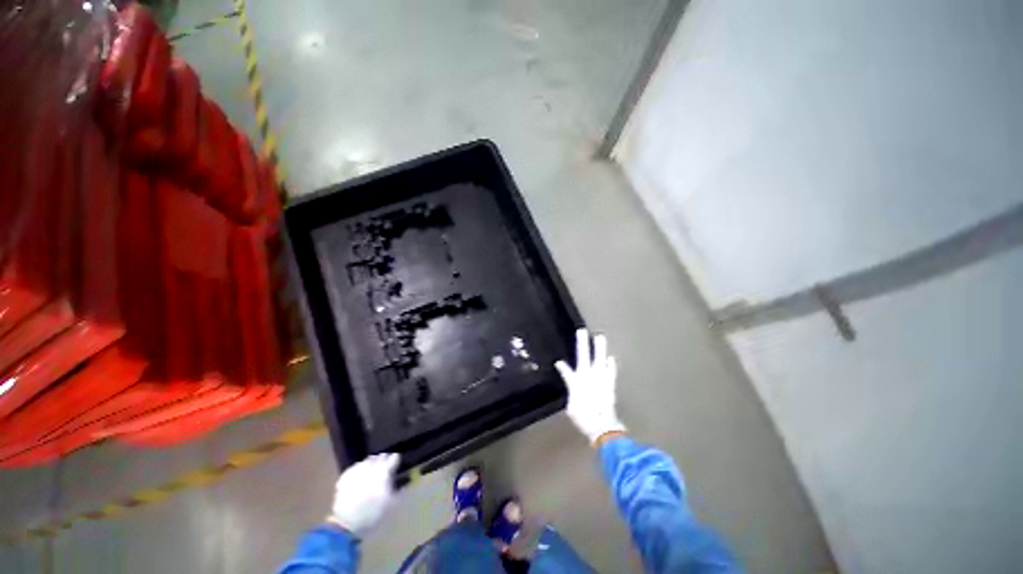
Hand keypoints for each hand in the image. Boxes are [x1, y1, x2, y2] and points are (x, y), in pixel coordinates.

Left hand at [328, 453, 399, 536]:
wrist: (346, 523)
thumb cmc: (372, 513)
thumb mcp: (391, 504)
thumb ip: (399, 490)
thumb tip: (405, 481)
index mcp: (384, 471)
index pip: (393, 458)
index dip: (396, 460)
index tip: (396, 465)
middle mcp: (371, 467)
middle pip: (380, 457)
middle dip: (384, 460)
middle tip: (385, 468)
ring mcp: (357, 470)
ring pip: (367, 460)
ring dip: (371, 463)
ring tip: (372, 471)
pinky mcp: (346, 477)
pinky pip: (355, 468)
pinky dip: (359, 469)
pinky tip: (359, 476)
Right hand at [555, 328, 625, 443]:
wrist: (602, 426)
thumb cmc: (584, 418)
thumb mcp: (572, 408)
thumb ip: (572, 394)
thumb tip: (571, 387)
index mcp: (575, 382)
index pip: (566, 371)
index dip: (562, 367)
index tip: (559, 362)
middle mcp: (587, 376)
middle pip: (583, 356)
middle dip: (582, 343)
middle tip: (582, 331)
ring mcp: (600, 378)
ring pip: (599, 358)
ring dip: (599, 348)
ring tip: (600, 336)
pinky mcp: (610, 383)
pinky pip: (611, 371)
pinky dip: (611, 365)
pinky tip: (611, 358)